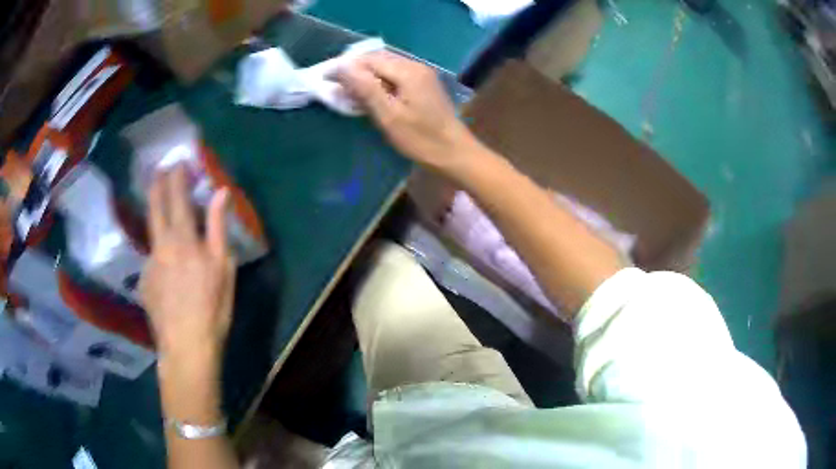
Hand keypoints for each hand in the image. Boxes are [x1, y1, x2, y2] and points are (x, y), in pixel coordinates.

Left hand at [140, 166, 234, 366]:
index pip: (176, 197)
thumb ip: (218, 226)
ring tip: (164, 214)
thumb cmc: (212, 308)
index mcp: (182, 239)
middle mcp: (160, 245)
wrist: (186, 346)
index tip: (178, 162)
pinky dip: (160, 253)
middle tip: (160, 170)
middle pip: (154, 207)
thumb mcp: (223, 267)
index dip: (177, 177)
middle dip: (157, 184)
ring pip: (151, 232)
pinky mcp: (143, 281)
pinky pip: (152, 258)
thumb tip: (220, 193)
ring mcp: (148, 263)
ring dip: (157, 216)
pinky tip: (168, 269)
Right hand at [336, 51, 479, 173]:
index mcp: (408, 71)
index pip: (369, 60)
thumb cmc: (421, 139)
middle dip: (353, 70)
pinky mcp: (423, 85)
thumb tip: (341, 67)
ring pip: (385, 67)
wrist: (455, 154)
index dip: (345, 67)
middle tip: (333, 87)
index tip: (324, 79)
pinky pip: (394, 76)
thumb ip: (365, 88)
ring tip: (347, 92)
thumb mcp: (389, 116)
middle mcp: (415, 66)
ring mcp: (421, 75)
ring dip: (364, 77)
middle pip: (377, 60)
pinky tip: (368, 96)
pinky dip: (378, 83)